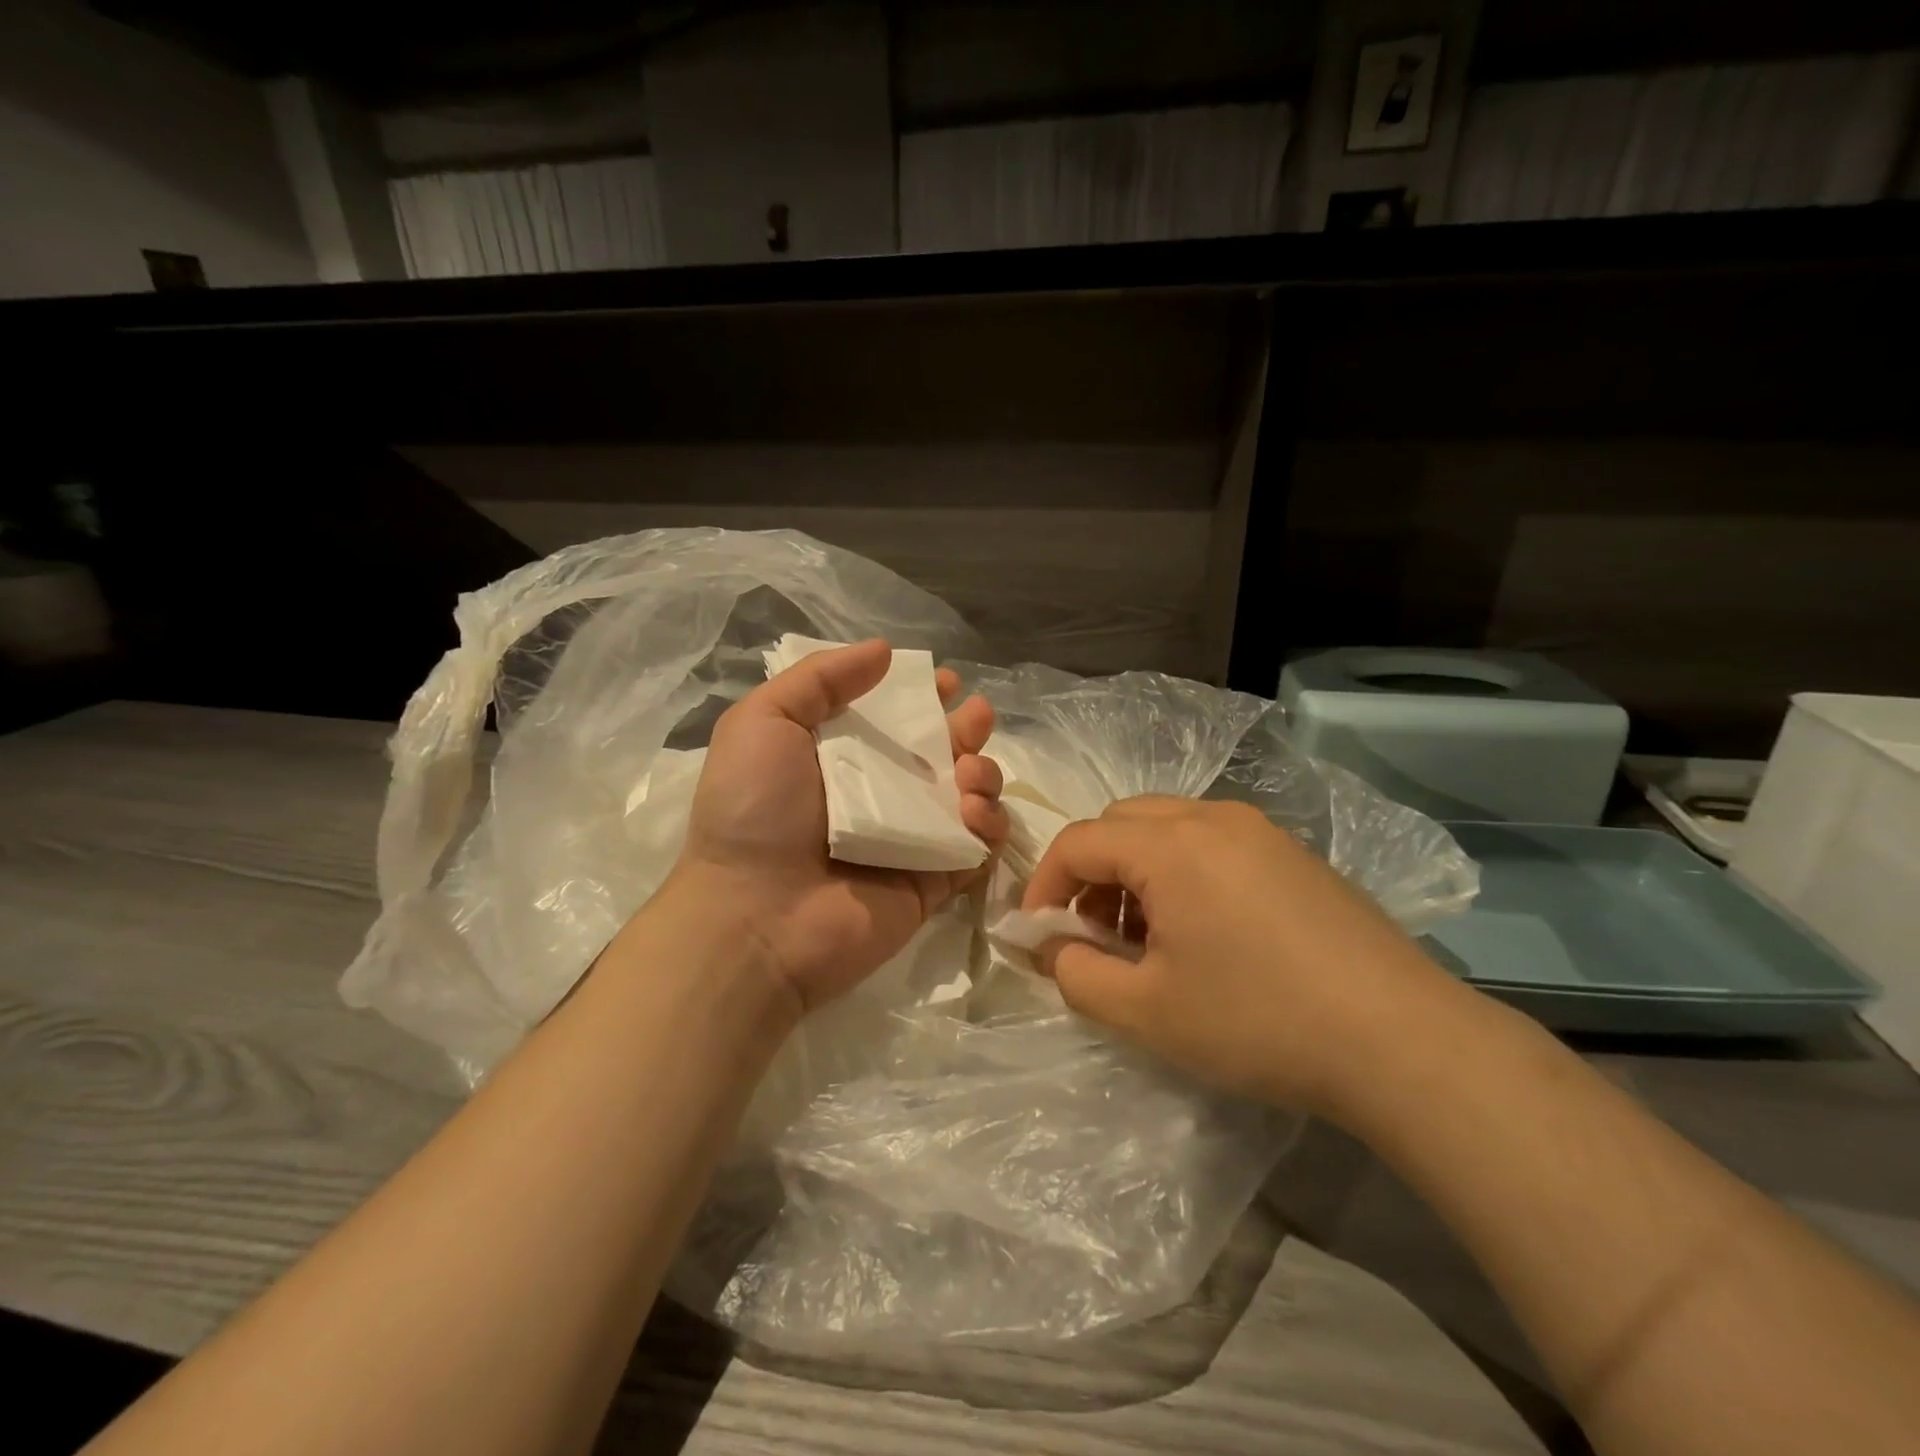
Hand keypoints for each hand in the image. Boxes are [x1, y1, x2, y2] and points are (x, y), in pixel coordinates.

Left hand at [666, 639, 1006, 1012]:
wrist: (754, 915)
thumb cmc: (753, 810)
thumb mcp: (764, 720)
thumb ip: (821, 679)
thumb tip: (883, 650)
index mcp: (842, 758)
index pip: (895, 720)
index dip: (924, 697)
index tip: (945, 682)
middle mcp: (881, 794)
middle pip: (940, 754)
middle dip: (966, 729)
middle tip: (975, 716)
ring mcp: (911, 839)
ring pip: (968, 796)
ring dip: (982, 772)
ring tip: (967, 772)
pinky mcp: (934, 879)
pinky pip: (977, 846)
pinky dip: (988, 823)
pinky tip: (972, 810)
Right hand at [1024, 796, 1461, 1119]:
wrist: (1402, 1040)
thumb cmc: (1258, 1022)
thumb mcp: (1146, 1012)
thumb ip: (1077, 974)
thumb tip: (1053, 947)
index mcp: (1170, 845)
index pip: (1079, 842)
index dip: (1044, 885)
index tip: (1039, 933)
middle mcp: (1213, 818)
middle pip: (1122, 822)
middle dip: (1091, 872)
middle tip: (1094, 932)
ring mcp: (1261, 832)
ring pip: (1168, 828)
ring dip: (1136, 870)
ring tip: (1147, 937)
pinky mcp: (1295, 855)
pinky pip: (1213, 843)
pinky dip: (1182, 872)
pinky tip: (1204, 933)